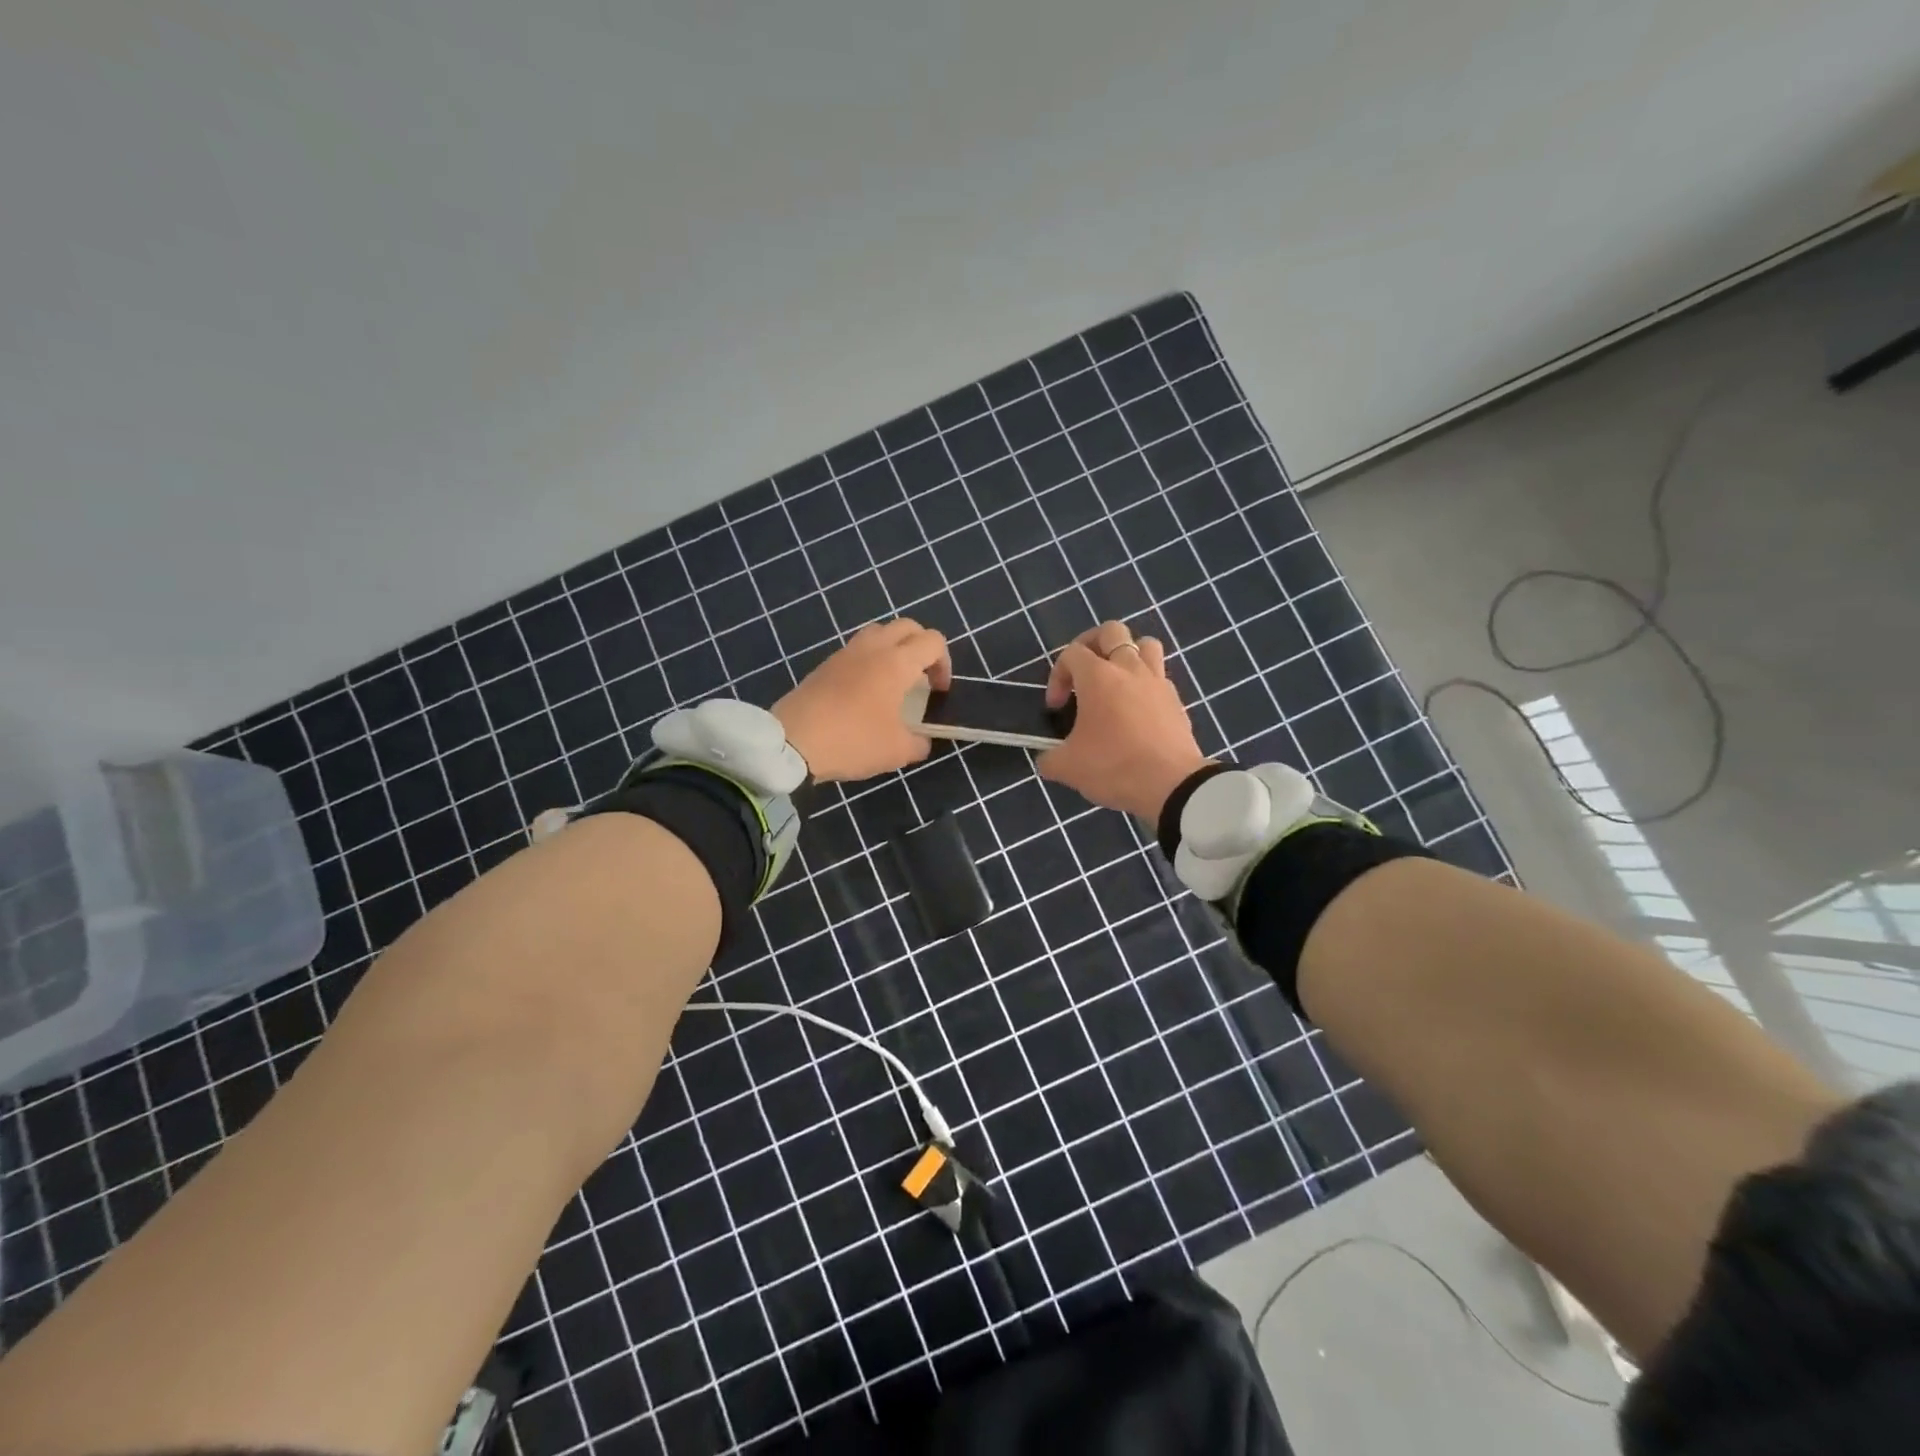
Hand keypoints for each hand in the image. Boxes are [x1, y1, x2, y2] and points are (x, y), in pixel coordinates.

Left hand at [773, 619, 952, 782]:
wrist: (792, 742)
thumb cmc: (853, 741)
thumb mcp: (897, 751)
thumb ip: (919, 742)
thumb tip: (922, 740)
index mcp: (897, 662)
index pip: (933, 642)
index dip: (944, 664)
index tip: (939, 692)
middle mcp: (873, 648)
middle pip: (907, 627)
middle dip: (921, 647)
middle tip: (922, 677)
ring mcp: (845, 653)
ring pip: (879, 632)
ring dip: (894, 648)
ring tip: (894, 680)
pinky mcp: (825, 664)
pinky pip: (857, 649)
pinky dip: (870, 660)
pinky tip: (866, 691)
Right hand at [1039, 621, 1208, 820]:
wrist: (1172, 786)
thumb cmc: (1114, 767)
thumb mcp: (1068, 768)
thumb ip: (1050, 758)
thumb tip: (1047, 759)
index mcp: (1098, 677)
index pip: (1072, 653)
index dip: (1058, 675)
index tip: (1056, 708)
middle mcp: (1129, 669)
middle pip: (1112, 631)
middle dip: (1092, 645)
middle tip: (1084, 673)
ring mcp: (1158, 682)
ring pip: (1145, 644)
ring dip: (1127, 655)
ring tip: (1116, 681)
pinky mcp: (1176, 701)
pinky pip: (1160, 676)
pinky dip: (1145, 684)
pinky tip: (1137, 709)